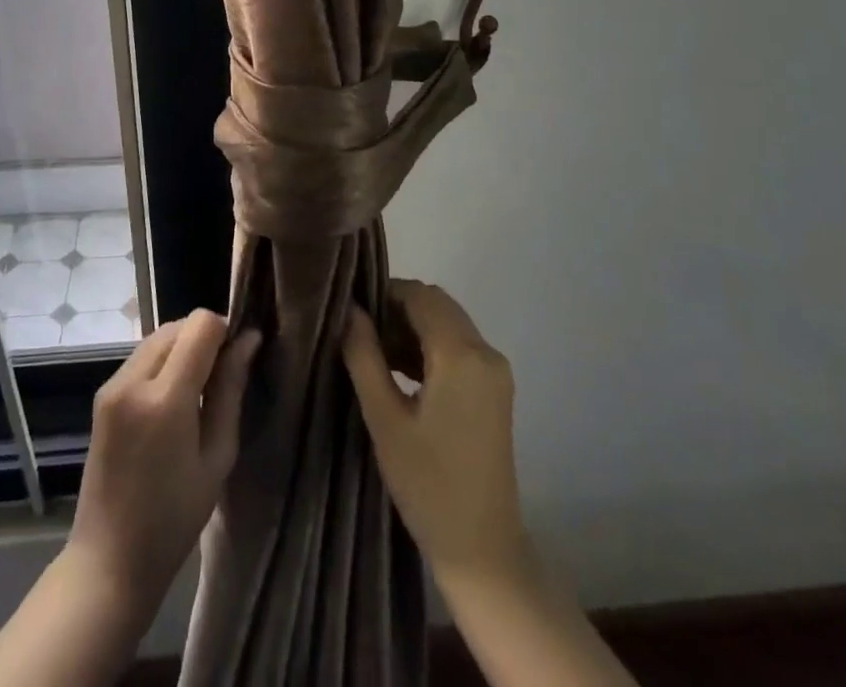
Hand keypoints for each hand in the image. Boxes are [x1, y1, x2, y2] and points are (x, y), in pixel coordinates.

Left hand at [66, 309, 261, 615]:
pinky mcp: (103, 395)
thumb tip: (249, 340)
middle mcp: (132, 380)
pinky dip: (164, 361)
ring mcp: (112, 386)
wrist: (109, 562)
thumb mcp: (217, 456)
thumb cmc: (174, 519)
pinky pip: (142, 357)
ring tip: (199, 391)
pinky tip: (173, 400)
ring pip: (159, 336)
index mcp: (164, 398)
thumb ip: (231, 390)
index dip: (226, 331)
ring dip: (183, 347)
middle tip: (222, 378)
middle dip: (205, 338)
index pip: (200, 325)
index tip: (238, 358)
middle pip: (178, 325)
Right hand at [343, 279, 533, 590]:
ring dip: (414, 327)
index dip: (384, 294)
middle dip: (398, 309)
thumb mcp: (384, 419)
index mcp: (461, 354)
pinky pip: (460, 346)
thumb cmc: (428, 485)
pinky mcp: (496, 388)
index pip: (420, 296)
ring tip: (375, 354)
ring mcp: (495, 371)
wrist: (483, 550)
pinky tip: (401, 372)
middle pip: (437, 304)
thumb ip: (364, 356)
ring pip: (449, 323)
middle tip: (362, 334)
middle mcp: (485, 351)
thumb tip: (349, 310)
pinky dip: (431, 347)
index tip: (353, 312)